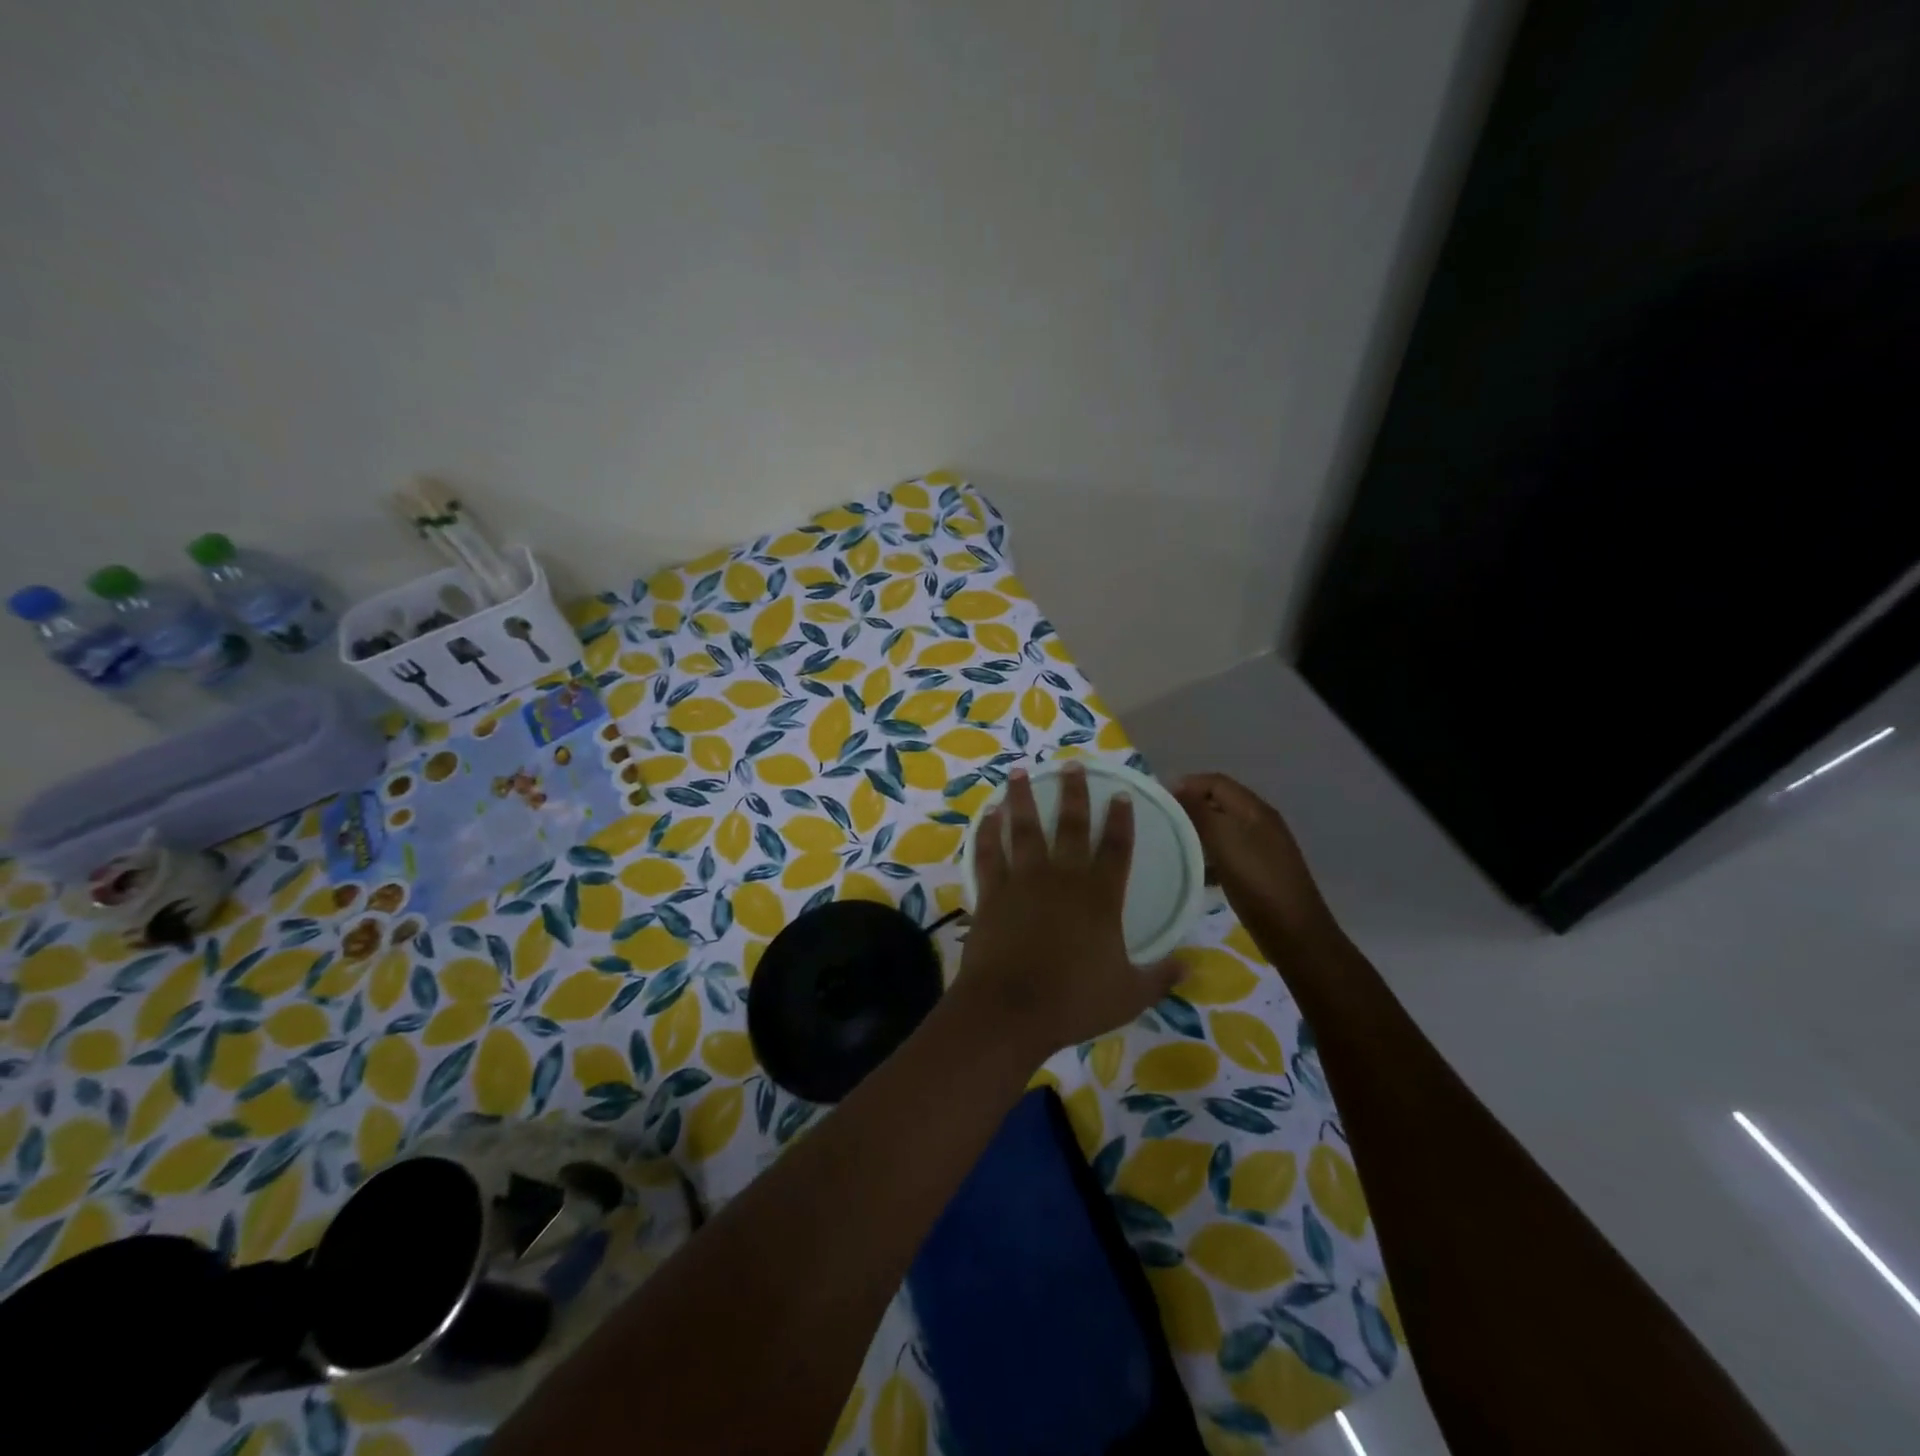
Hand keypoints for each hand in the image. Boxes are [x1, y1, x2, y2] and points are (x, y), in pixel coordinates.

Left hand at [958, 765, 1181, 1059]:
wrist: (1010, 1010)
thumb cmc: (1073, 1002)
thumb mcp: (1129, 995)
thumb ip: (1159, 976)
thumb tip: (1189, 965)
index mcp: (1099, 897)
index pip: (1116, 848)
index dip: (1121, 820)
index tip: (1121, 794)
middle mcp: (1062, 878)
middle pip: (1070, 826)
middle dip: (1074, 793)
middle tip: (1072, 765)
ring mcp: (1022, 881)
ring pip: (1024, 829)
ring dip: (1023, 798)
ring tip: (1020, 771)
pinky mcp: (991, 892)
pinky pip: (988, 854)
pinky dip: (987, 832)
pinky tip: (988, 815)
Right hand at [1174, 772, 1331, 941]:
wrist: (1295, 934)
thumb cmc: (1257, 882)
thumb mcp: (1224, 842)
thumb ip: (1200, 812)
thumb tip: (1177, 786)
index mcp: (1255, 810)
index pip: (1216, 782)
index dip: (1187, 785)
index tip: (1159, 801)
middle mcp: (1261, 822)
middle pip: (1220, 802)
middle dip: (1191, 807)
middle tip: (1162, 822)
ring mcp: (1262, 847)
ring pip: (1223, 828)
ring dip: (1198, 831)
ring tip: (1172, 844)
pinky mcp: (1259, 870)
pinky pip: (1228, 851)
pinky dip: (1210, 854)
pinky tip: (1196, 870)